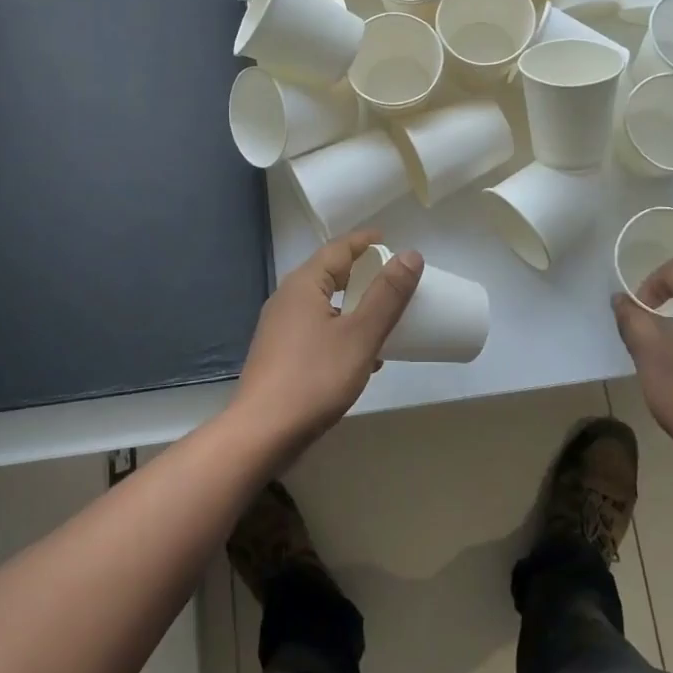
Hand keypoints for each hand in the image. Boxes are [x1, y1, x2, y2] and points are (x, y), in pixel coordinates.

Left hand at [231, 230, 421, 460]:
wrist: (261, 434)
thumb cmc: (314, 378)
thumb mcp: (360, 335)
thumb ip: (387, 295)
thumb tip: (411, 255)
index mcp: (304, 284)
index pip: (338, 249)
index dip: (365, 241)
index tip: (389, 239)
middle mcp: (287, 299)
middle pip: (329, 274)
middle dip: (361, 273)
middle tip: (391, 278)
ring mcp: (280, 328)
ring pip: (324, 304)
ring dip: (354, 306)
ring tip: (383, 316)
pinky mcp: (280, 355)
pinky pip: (317, 329)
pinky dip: (342, 331)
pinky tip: (363, 356)